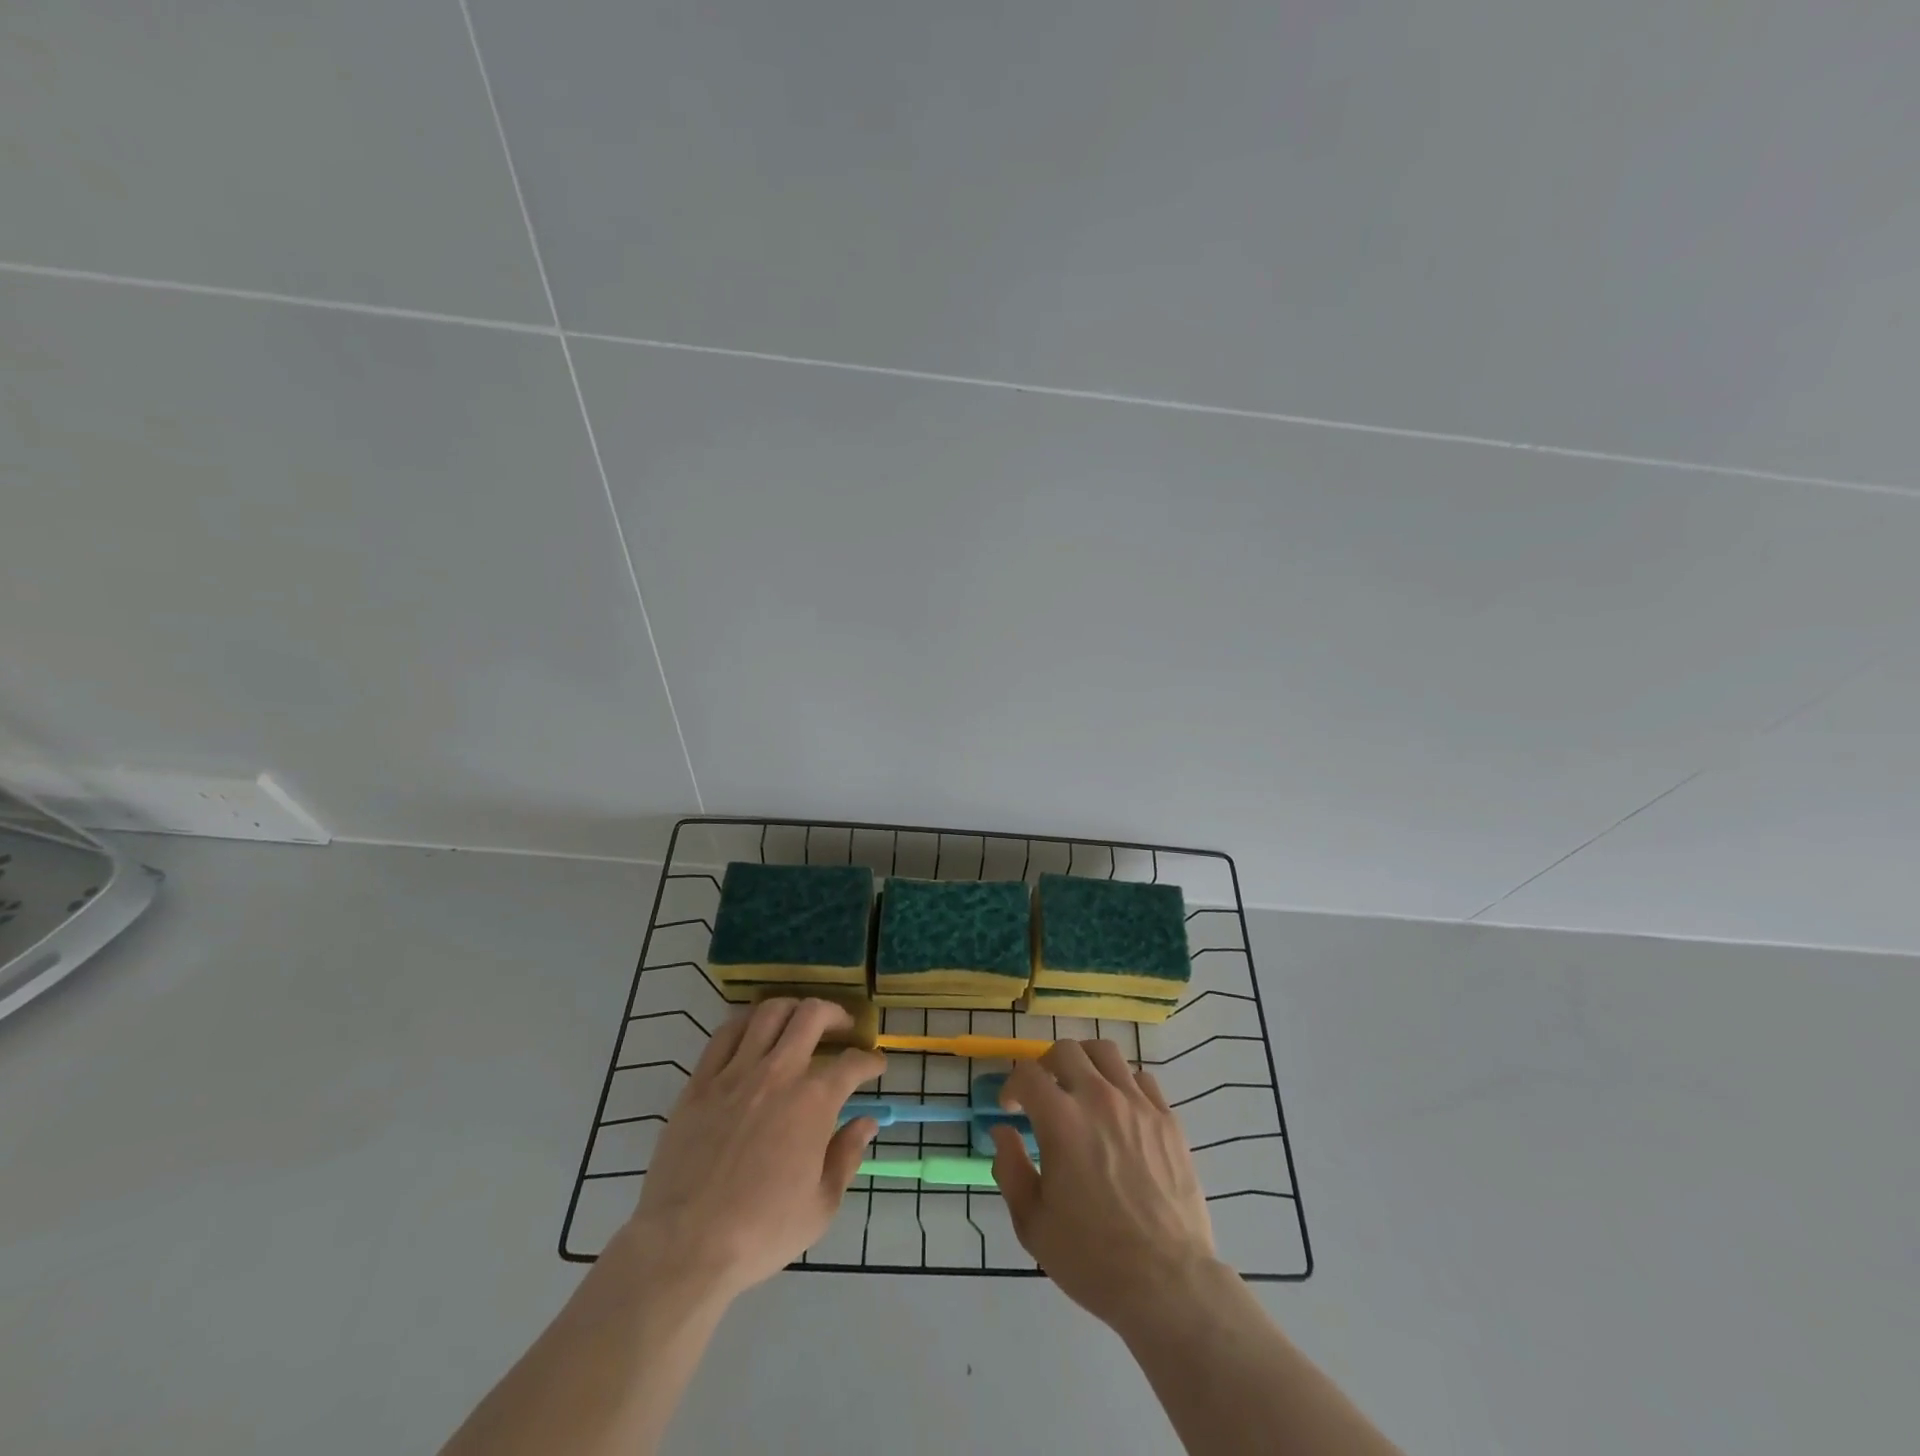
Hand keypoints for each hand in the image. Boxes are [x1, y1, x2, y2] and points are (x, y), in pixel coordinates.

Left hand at [620, 998, 885, 1299]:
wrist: (685, 1246)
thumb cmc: (761, 1232)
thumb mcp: (821, 1206)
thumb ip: (847, 1156)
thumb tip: (866, 1122)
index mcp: (813, 1102)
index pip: (851, 1063)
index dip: (870, 1061)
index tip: (876, 1065)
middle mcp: (778, 1073)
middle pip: (812, 1016)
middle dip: (836, 1015)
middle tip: (843, 1028)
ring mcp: (736, 1072)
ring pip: (769, 1012)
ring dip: (793, 1008)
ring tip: (800, 1020)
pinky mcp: (701, 1081)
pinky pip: (726, 1033)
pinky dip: (747, 1021)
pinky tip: (754, 1031)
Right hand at [991, 1039, 1217, 1331]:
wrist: (1167, 1284)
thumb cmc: (1092, 1258)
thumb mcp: (1033, 1223)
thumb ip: (1010, 1169)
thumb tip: (1002, 1132)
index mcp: (1061, 1120)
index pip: (1028, 1074)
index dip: (1012, 1086)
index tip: (1011, 1108)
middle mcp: (1099, 1098)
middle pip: (1066, 1050)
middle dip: (1046, 1065)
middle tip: (1044, 1094)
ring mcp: (1138, 1105)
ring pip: (1106, 1053)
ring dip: (1085, 1063)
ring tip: (1081, 1088)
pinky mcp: (1168, 1120)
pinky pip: (1142, 1079)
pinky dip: (1123, 1084)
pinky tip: (1120, 1111)